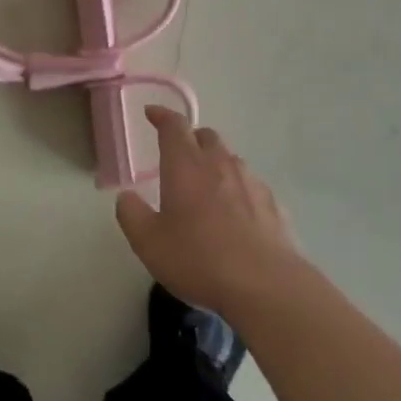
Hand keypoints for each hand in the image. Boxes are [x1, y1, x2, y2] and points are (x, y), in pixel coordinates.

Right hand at [115, 107, 298, 318]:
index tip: (152, 114)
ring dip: (216, 164)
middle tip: (178, 156)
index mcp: (186, 165)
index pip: (174, 126)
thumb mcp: (149, 242)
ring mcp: (251, 183)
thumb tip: (126, 197)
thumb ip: (132, 215)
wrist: (266, 287)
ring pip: (231, 159)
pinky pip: (251, 187)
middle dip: (191, 139)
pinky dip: (239, 191)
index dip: (162, 116)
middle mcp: (220, 164)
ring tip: (207, 188)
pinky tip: (236, 216)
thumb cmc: (199, 259)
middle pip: (206, 136)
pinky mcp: (274, 206)